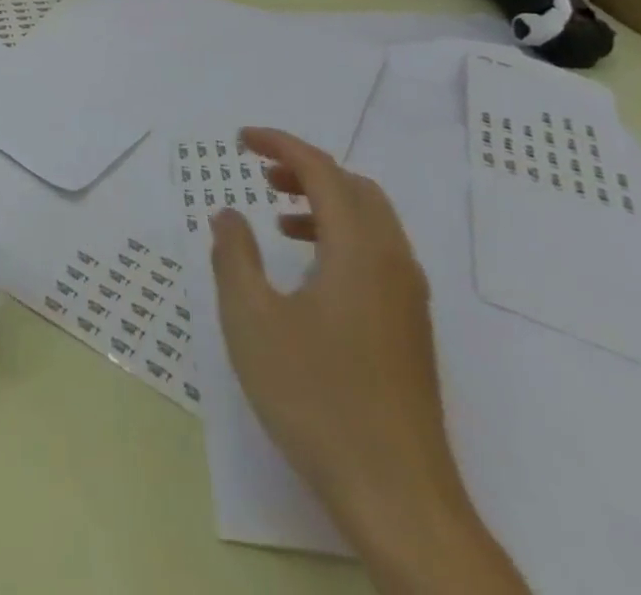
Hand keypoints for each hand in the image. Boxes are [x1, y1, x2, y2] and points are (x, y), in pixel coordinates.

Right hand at [210, 129, 525, 594]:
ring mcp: (409, 299)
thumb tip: (229, 214)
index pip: (322, 170)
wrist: (399, 500)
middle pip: (354, 188)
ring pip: (370, 221)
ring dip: (324, 203)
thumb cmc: (317, 399)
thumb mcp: (252, 321)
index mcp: (359, 249)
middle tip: (261, 173)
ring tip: (279, 217)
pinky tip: (309, 272)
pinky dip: (341, 237)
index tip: (241, 139)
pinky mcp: (411, 330)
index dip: (280, 144)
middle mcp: (393, 262)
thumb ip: (234, 256)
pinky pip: (377, 254)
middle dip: (305, 170)